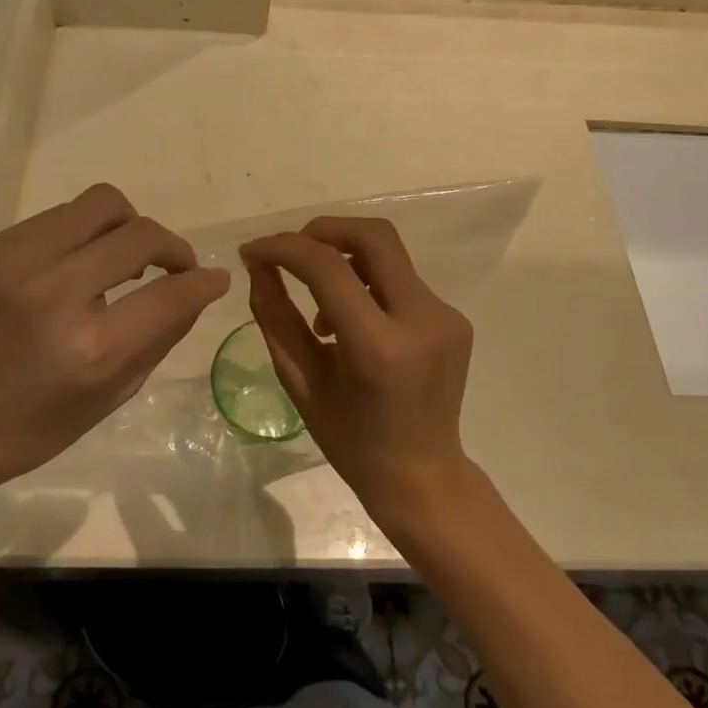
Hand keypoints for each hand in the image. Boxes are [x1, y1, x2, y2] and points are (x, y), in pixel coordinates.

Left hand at [0, 185, 227, 523]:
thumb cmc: (28, 429)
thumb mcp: (109, 399)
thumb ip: (160, 336)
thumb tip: (198, 288)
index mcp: (89, 348)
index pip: (170, 292)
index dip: (202, 282)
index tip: (213, 279)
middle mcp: (54, 292)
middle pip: (140, 232)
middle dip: (170, 247)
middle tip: (170, 269)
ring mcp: (16, 261)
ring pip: (102, 203)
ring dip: (127, 228)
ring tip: (121, 261)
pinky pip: (61, 216)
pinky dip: (85, 235)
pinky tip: (75, 266)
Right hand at [241, 217, 473, 519]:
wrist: (423, 477)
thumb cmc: (351, 441)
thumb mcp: (300, 381)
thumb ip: (275, 316)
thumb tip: (259, 264)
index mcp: (379, 348)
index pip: (328, 267)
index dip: (284, 248)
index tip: (253, 252)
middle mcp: (421, 320)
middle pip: (372, 236)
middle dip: (322, 230)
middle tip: (290, 253)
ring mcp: (445, 316)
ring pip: (388, 253)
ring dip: (345, 258)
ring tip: (321, 310)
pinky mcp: (454, 317)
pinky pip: (401, 279)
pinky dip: (367, 284)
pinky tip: (352, 322)